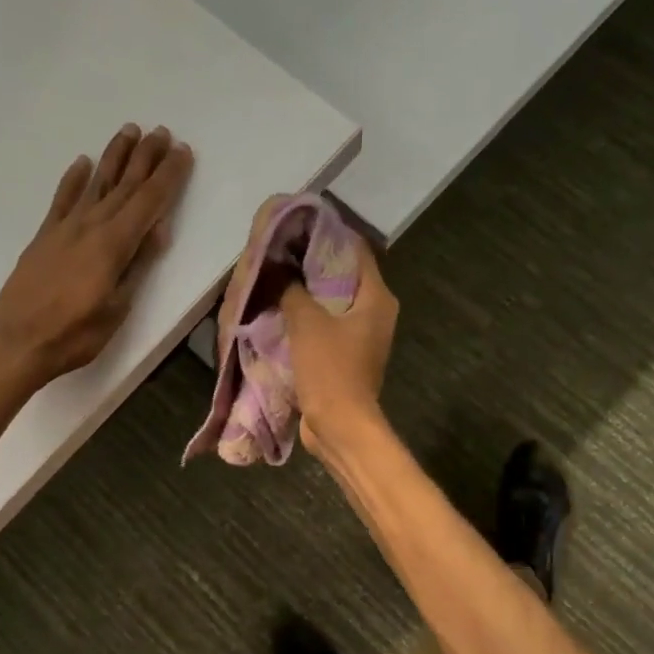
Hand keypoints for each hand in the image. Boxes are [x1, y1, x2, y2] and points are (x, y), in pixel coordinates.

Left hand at [0, 124, 193, 398]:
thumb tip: (157, 229)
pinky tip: (82, 164)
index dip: (168, 176)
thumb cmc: (73, 334)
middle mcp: (90, 226)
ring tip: (128, 131)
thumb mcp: (116, 309)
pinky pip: (62, 199)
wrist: (15, 342)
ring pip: (95, 183)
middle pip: (124, 185)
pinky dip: (74, 180)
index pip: (149, 202)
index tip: (183, 152)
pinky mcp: (44, 237)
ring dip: (114, 157)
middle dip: (146, 157)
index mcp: (113, 244)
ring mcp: (64, 229)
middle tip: (162, 132)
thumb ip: (136, 266)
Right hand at [281, 240, 398, 463]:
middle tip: (280, 253)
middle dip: (311, 265)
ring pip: (332, 305)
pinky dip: (306, 320)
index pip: (356, 251)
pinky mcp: (346, 359)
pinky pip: (325, 329)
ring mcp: (361, 338)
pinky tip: (280, 313)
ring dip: (306, 295)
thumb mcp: (307, 323)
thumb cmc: (330, 370)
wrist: (340, 426)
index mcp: (377, 298)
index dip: (328, 235)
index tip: (298, 227)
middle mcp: (375, 314)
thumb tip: (278, 267)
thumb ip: (292, 290)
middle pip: (343, 277)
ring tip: (275, 279)